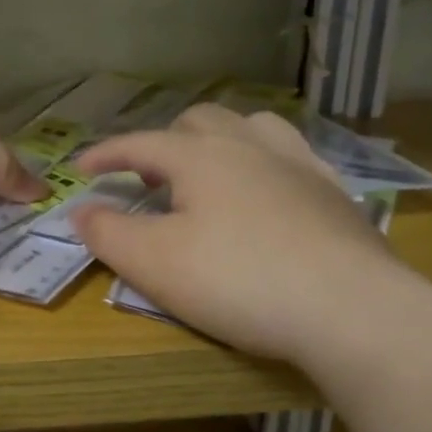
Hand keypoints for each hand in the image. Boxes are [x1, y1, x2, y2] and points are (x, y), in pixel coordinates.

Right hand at [71, 104, 409, 365]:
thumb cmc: (238, 280)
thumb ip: (108, 232)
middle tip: (149, 178)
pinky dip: (263, 164)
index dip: (106, 154)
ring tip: (208, 172)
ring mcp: (299, 165)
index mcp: (200, 156)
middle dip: (164, 142)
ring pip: (251, 127)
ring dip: (219, 141)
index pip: (140, 143)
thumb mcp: (154, 262)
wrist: (351, 310)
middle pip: (198, 122)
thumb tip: (80, 209)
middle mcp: (249, 145)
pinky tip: (267, 194)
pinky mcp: (334, 194)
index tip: (81, 169)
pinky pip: (292, 157)